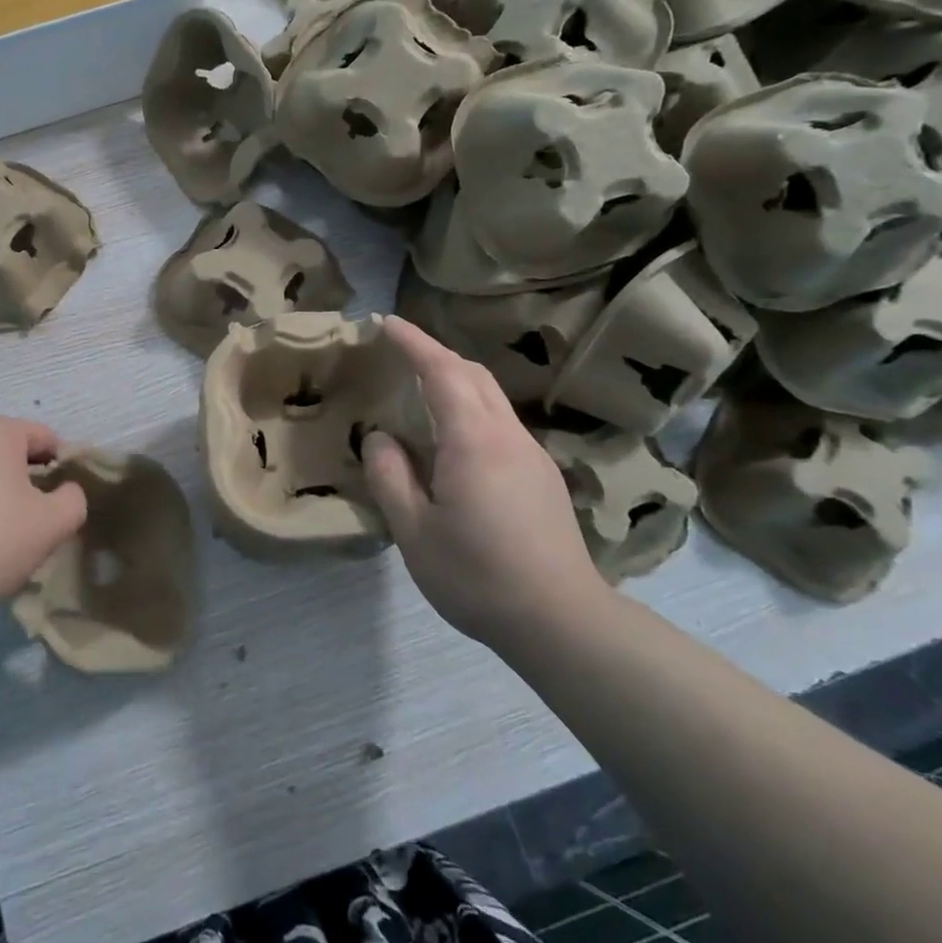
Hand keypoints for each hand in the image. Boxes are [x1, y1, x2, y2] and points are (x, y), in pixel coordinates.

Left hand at [0, 416, 87, 624]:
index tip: (65, 505)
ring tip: (6, 536)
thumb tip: (65, 491)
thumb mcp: (52, 525)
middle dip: (30, 482)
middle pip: (12, 451)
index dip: (64, 468)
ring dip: (0, 495)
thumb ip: (74, 500)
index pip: (46, 438)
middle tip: (39, 522)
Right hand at [364, 316, 608, 645]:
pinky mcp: (542, 477)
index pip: (443, 372)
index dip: (413, 342)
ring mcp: (532, 455)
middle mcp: (508, 436)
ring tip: (421, 387)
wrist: (561, 620)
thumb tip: (380, 438)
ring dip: (456, 379)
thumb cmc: (477, 575)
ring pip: (491, 398)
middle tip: (400, 349)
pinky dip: (472, 408)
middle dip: (436, 352)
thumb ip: (390, 477)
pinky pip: (501, 423)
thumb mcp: (414, 531)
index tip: (385, 322)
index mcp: (474, 441)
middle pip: (473, 375)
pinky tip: (454, 437)